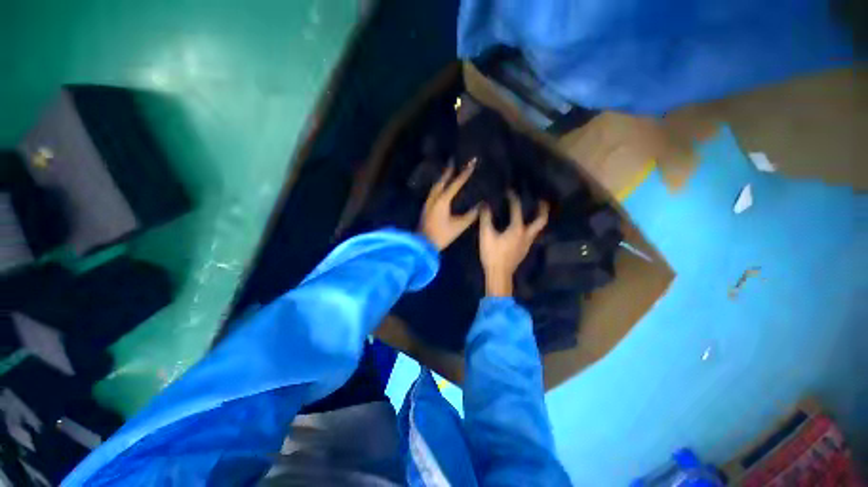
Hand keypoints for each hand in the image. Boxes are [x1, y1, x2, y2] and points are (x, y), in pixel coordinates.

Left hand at [419, 162, 479, 250]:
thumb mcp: (459, 226)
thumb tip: (480, 205)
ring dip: (442, 177)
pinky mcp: (426, 207)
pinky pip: (433, 191)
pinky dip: (438, 186)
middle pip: (442, 180)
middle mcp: (434, 198)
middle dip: (448, 171)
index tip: (471, 163)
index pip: (455, 184)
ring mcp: (428, 202)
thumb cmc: (442, 235)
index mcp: (443, 201)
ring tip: (448, 171)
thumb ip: (471, 215)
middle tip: (454, 161)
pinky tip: (441, 187)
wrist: (423, 244)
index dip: (464, 173)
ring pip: (435, 186)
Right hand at [479, 193, 548, 296]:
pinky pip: (531, 235)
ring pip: (537, 229)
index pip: (517, 209)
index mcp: (517, 229)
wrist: (499, 274)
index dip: (513, 198)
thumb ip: (486, 219)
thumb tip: (485, 205)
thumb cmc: (492, 254)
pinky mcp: (524, 250)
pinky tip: (523, 228)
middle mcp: (526, 235)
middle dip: (543, 209)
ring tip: (534, 212)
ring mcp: (527, 244)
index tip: (510, 191)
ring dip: (537, 219)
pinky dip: (531, 228)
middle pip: (540, 220)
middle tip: (542, 200)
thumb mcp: (486, 235)